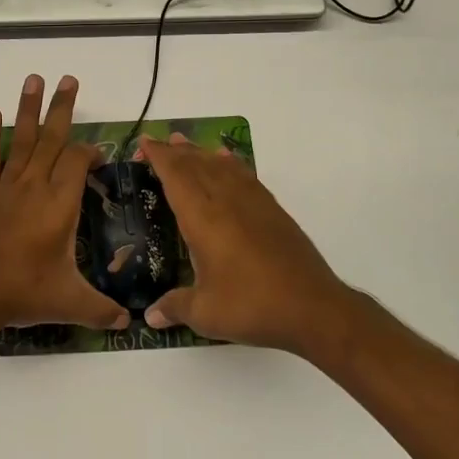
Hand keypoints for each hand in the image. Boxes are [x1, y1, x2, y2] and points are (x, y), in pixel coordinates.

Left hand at [0, 75, 129, 336]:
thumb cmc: (22, 292)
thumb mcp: (70, 303)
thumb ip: (102, 310)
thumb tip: (130, 321)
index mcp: (59, 203)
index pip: (78, 161)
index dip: (90, 151)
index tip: (98, 155)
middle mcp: (33, 185)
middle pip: (52, 138)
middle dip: (62, 108)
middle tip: (69, 79)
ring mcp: (4, 187)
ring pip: (21, 140)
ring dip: (28, 109)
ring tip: (34, 79)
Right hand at [137, 133, 365, 357]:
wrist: (313, 308)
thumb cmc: (252, 306)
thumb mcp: (206, 313)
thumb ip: (175, 308)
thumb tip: (149, 316)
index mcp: (203, 218)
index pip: (176, 176)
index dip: (159, 157)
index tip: (145, 142)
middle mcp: (226, 201)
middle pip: (197, 165)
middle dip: (176, 152)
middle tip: (159, 142)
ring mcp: (253, 203)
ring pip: (222, 166)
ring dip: (201, 153)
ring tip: (186, 144)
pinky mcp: (273, 211)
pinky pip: (245, 176)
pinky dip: (231, 164)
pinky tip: (227, 162)